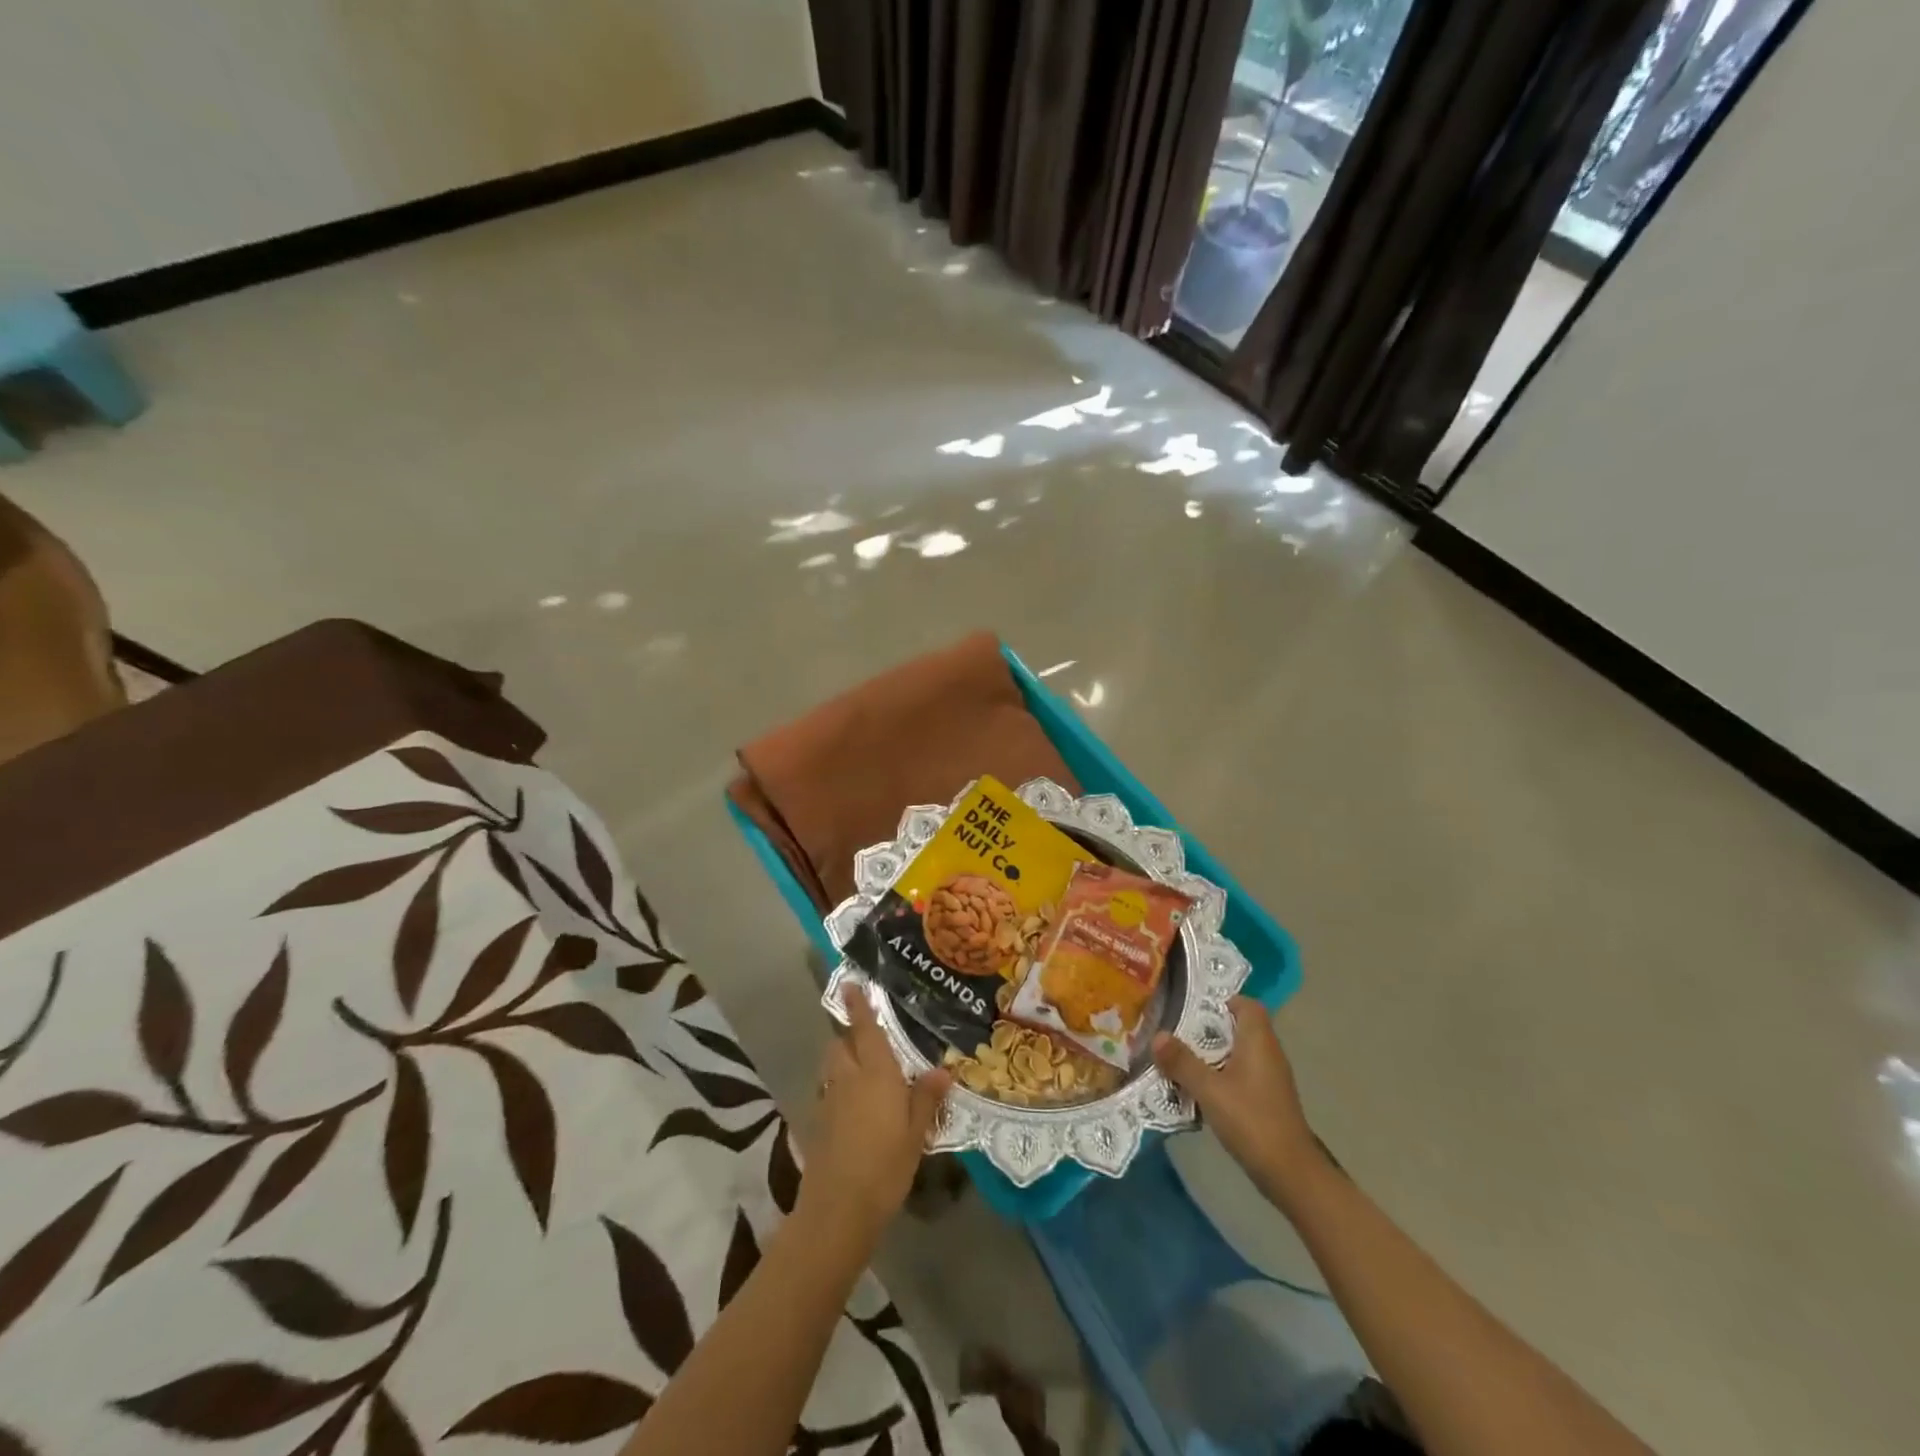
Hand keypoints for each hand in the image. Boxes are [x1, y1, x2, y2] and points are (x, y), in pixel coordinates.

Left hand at [799, 987, 950, 1242]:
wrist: (838, 1209)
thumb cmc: (885, 1166)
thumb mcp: (916, 1133)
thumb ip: (926, 1098)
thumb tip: (942, 1069)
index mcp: (875, 1073)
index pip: (865, 1029)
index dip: (857, 1005)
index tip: (850, 983)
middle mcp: (848, 1078)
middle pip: (840, 1045)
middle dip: (849, 1035)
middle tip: (867, 1036)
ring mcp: (829, 1101)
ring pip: (832, 1067)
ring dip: (842, 1060)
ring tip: (863, 1070)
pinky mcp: (819, 1124)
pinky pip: (829, 1092)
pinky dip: (838, 1088)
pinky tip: (854, 1106)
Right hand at [1153, 997, 1325, 1203]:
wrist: (1290, 1173)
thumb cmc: (1251, 1120)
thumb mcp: (1209, 1089)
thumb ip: (1182, 1062)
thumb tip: (1158, 1035)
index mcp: (1258, 1041)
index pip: (1247, 1005)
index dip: (1222, 1002)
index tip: (1193, 1009)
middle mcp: (1268, 1053)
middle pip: (1239, 1028)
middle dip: (1208, 1030)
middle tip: (1176, 1033)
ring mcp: (1270, 1078)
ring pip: (1238, 1054)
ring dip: (1212, 1055)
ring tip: (1180, 1060)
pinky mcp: (1268, 1100)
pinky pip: (1241, 1075)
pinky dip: (1221, 1076)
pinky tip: (1199, 1090)